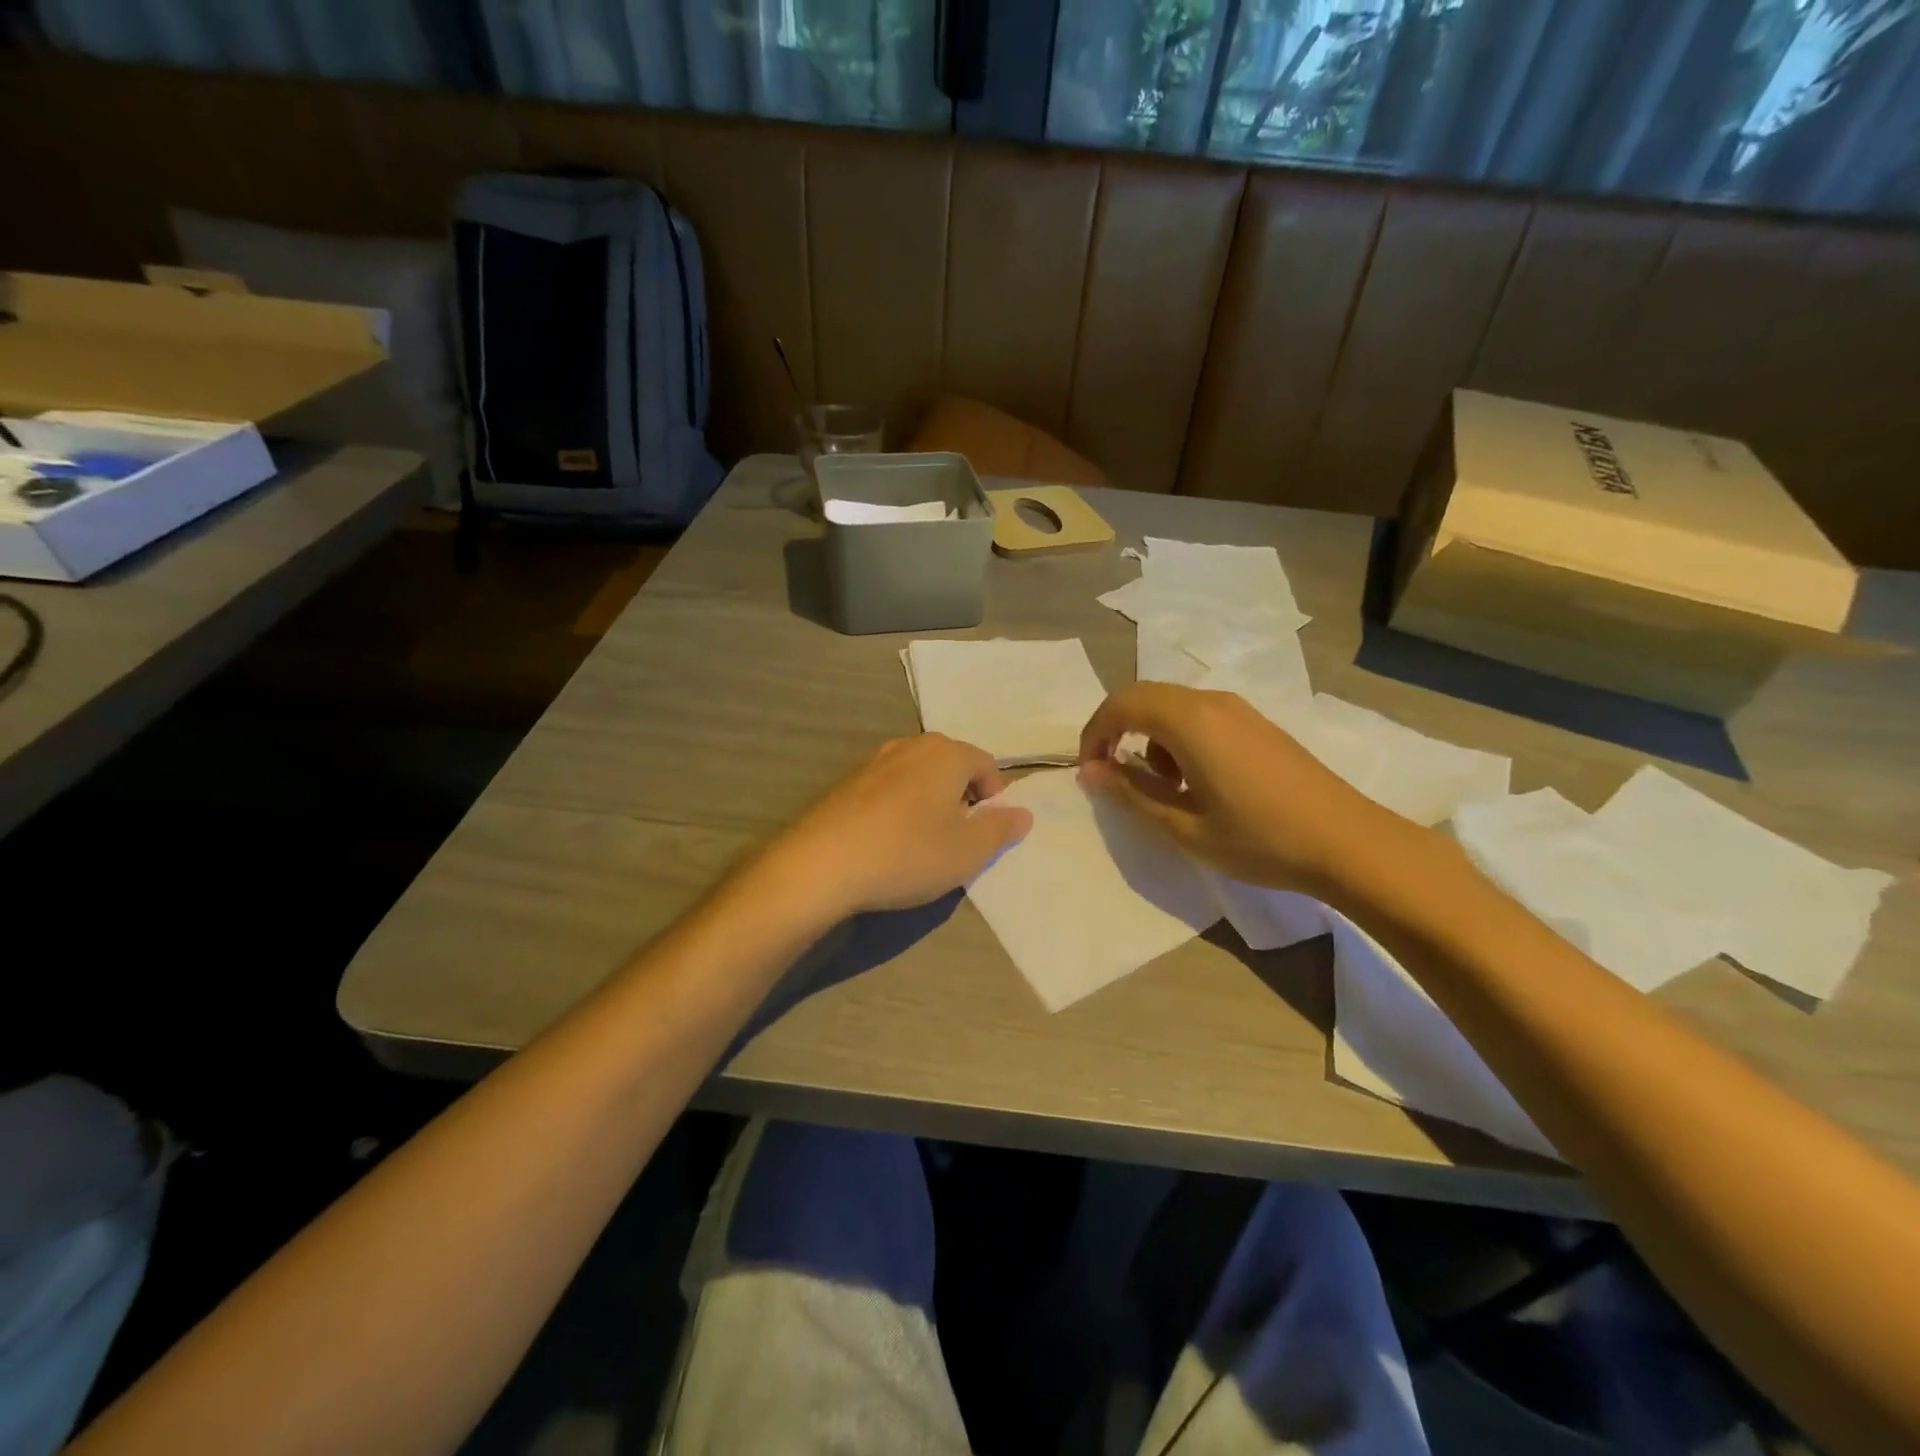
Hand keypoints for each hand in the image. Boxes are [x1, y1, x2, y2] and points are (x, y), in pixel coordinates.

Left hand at [767, 734, 1032, 918]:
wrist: (821, 865)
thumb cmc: (907, 853)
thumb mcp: (968, 851)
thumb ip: (1001, 829)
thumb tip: (1023, 813)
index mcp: (946, 753)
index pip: (986, 764)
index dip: (994, 798)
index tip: (984, 832)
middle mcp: (910, 746)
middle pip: (951, 765)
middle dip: (961, 797)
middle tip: (956, 838)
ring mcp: (874, 761)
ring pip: (918, 776)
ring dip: (928, 802)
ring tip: (921, 842)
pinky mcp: (846, 783)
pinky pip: (888, 789)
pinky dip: (897, 808)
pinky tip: (887, 841)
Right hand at [1078, 682, 1414, 893]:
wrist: (1348, 843)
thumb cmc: (1259, 839)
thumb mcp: (1183, 826)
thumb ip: (1131, 793)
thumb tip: (1091, 770)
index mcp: (1189, 721)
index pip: (1121, 704)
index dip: (1095, 733)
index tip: (1090, 771)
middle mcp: (1211, 701)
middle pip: (1145, 696)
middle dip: (1118, 730)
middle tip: (1113, 774)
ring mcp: (1239, 709)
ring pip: (1173, 705)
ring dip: (1151, 736)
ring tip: (1163, 787)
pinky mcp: (1257, 723)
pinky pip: (1200, 715)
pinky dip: (1179, 739)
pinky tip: (1198, 781)